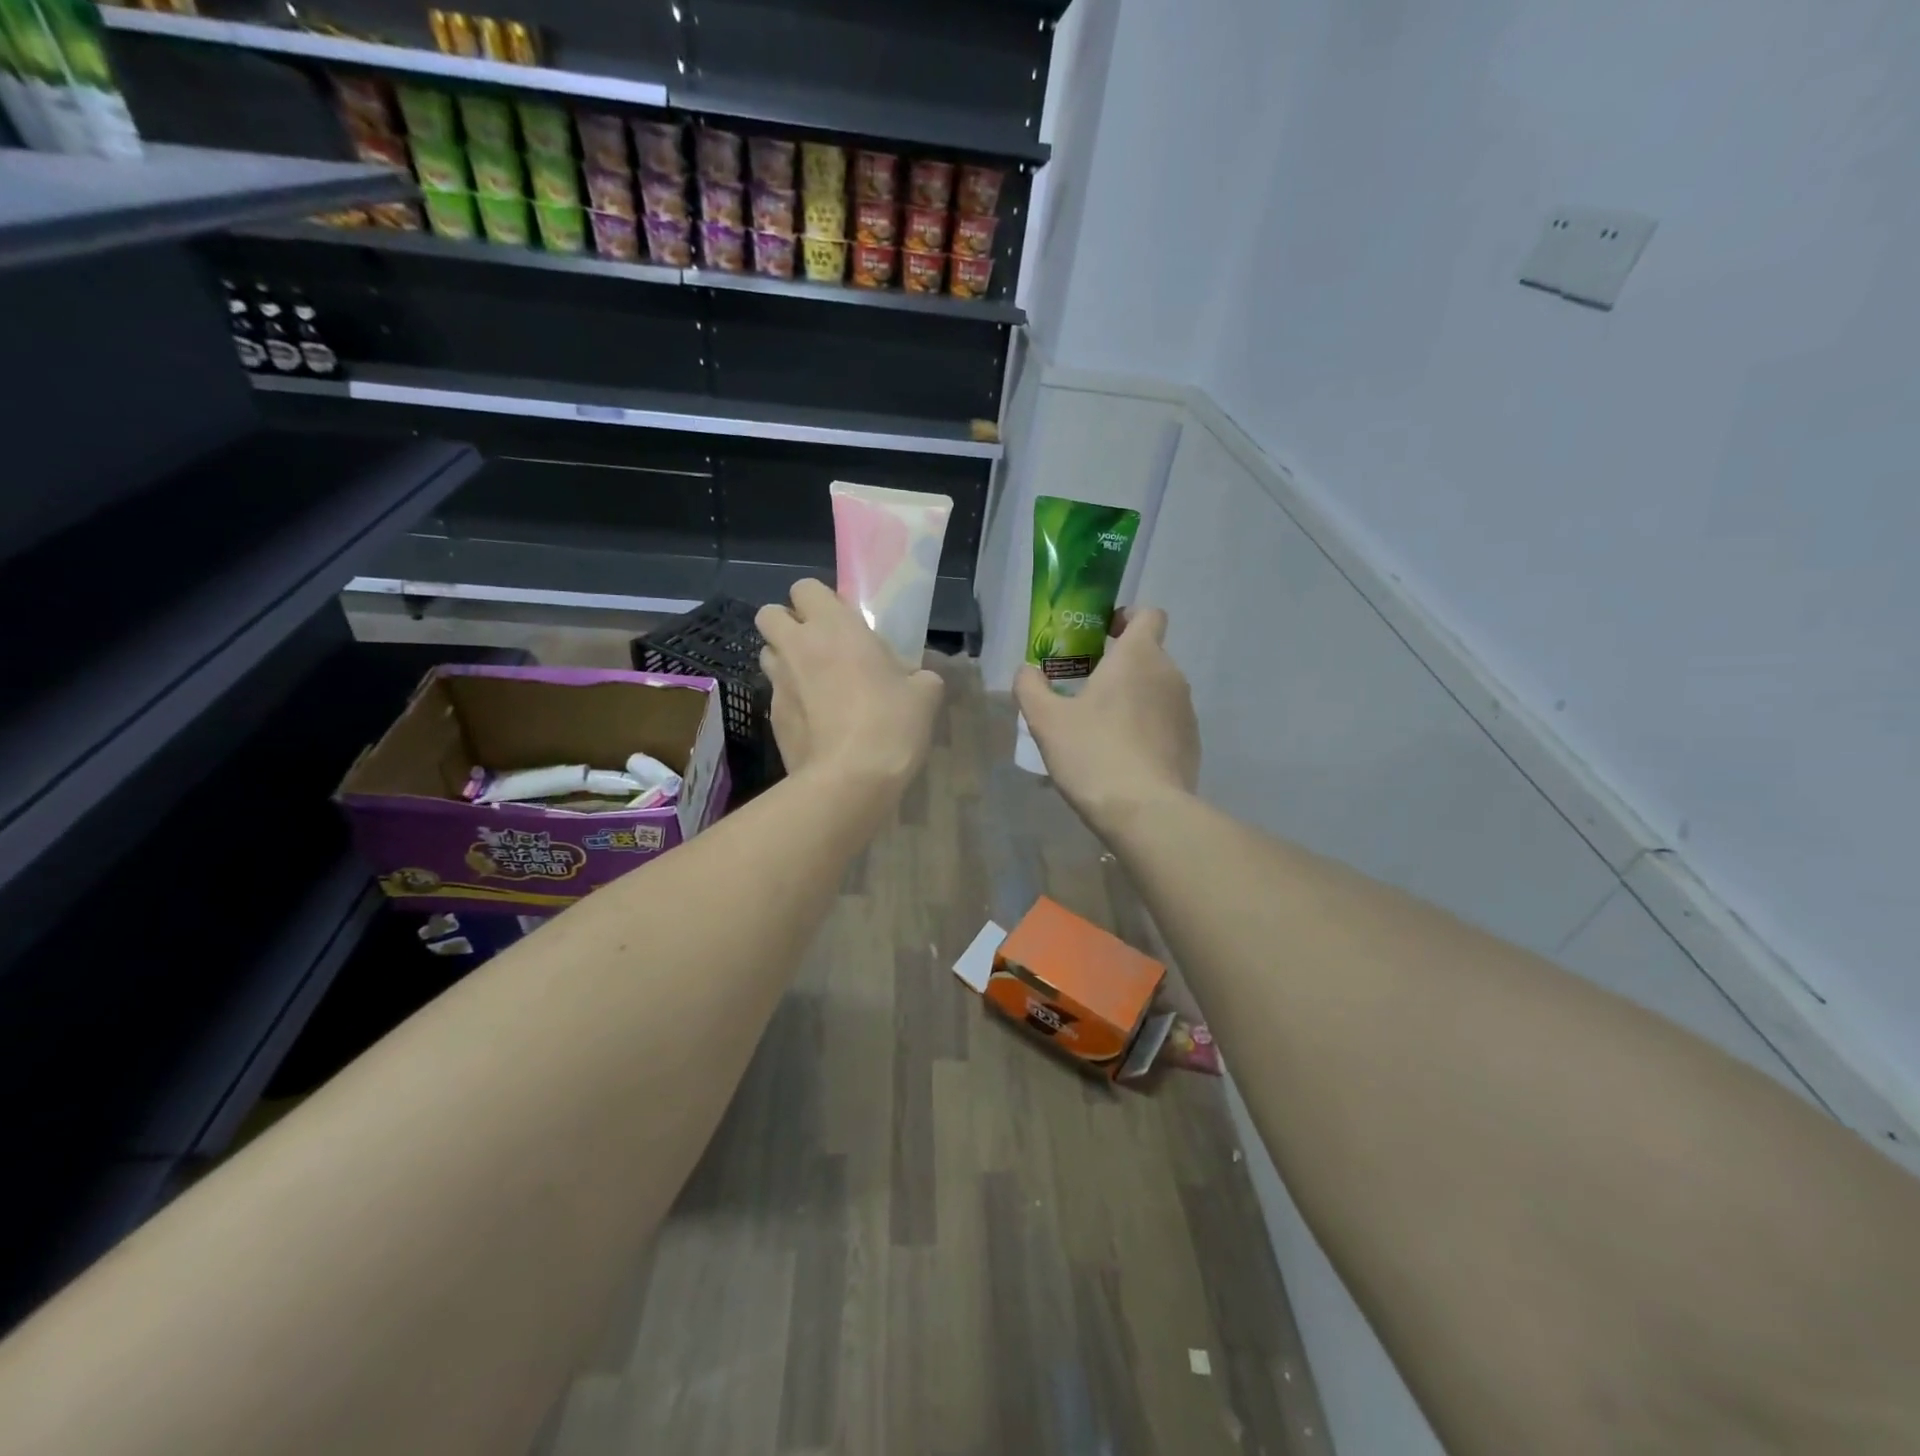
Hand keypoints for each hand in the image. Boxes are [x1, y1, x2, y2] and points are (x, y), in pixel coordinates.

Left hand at [756, 579, 943, 792]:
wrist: (849, 780)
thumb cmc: (890, 724)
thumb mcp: (925, 695)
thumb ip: (920, 676)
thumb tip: (919, 679)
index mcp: (834, 627)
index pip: (805, 587)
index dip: (819, 601)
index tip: (841, 622)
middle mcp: (797, 646)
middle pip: (769, 614)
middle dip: (787, 623)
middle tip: (818, 645)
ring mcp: (778, 683)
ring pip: (767, 653)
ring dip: (785, 659)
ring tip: (814, 681)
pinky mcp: (771, 717)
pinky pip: (776, 694)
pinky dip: (791, 699)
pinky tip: (815, 720)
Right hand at [1014, 607, 1199, 831]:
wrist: (1144, 812)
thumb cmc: (1092, 753)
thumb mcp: (1046, 720)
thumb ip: (1030, 686)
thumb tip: (1027, 670)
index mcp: (1138, 656)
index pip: (1148, 614)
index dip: (1125, 618)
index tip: (1101, 637)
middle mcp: (1169, 674)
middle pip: (1148, 654)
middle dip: (1120, 665)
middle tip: (1085, 690)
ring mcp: (1185, 710)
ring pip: (1156, 689)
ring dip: (1133, 698)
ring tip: (1101, 729)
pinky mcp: (1191, 742)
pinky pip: (1165, 721)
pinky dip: (1146, 728)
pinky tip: (1122, 757)